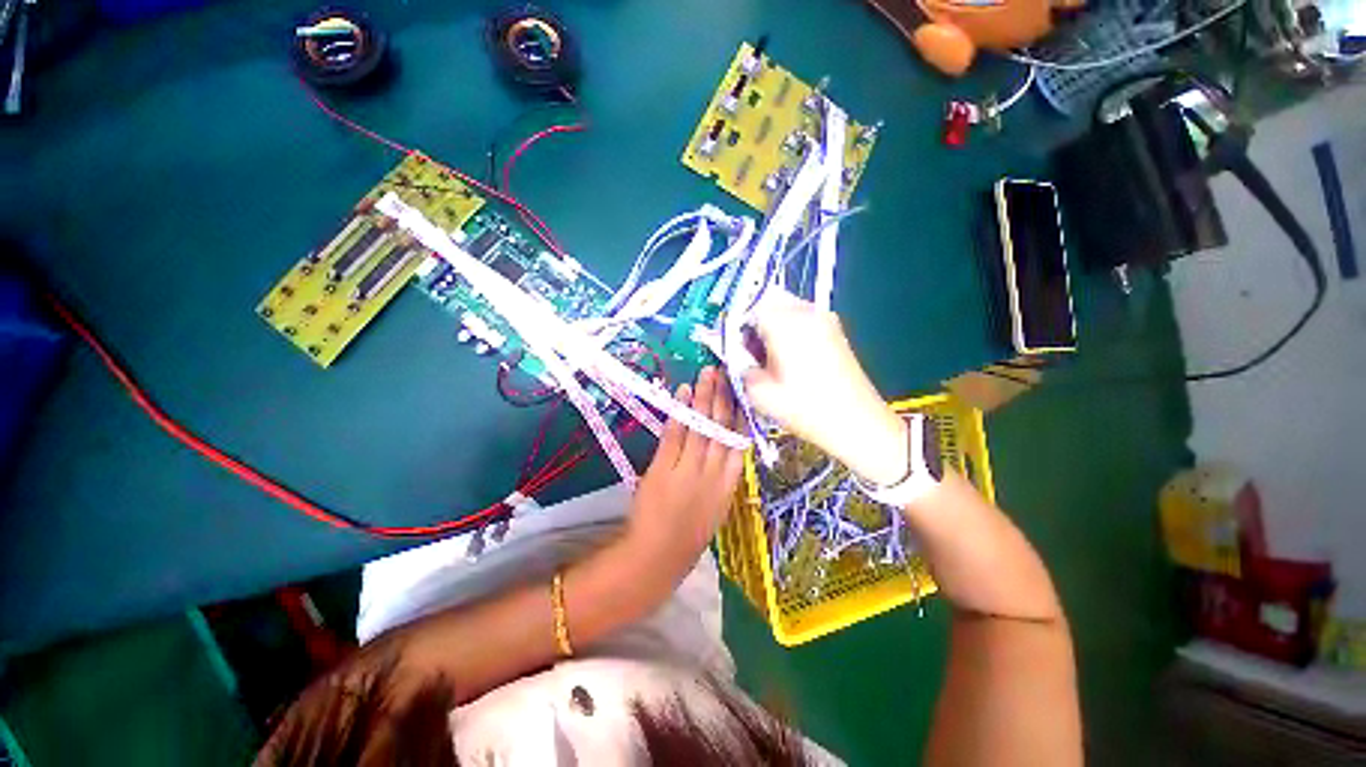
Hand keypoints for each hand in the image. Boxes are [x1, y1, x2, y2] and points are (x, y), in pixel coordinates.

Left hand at [626, 367, 744, 562]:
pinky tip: (683, 392)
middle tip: (721, 371)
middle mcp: (713, 472)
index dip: (739, 412)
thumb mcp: (717, 505)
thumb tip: (726, 444)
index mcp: (729, 483)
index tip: (740, 390)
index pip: (739, 439)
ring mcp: (689, 469)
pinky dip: (680, 411)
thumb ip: (722, 475)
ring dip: (703, 397)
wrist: (658, 556)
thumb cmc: (689, 533)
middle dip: (722, 396)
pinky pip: (675, 434)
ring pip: (700, 425)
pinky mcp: (664, 468)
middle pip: (720, 426)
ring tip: (706, 374)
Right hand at [742, 289, 908, 485]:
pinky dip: (787, 330)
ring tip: (766, 356)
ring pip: (785, 307)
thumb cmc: (807, 409)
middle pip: (769, 299)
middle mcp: (807, 312)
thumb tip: (733, 353)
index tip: (729, 339)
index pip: (751, 302)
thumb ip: (739, 365)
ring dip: (769, 324)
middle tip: (746, 348)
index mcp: (787, 323)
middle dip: (752, 319)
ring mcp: (824, 319)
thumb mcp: (760, 393)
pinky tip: (786, 358)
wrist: (858, 423)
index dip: (735, 318)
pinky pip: (801, 318)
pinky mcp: (834, 330)